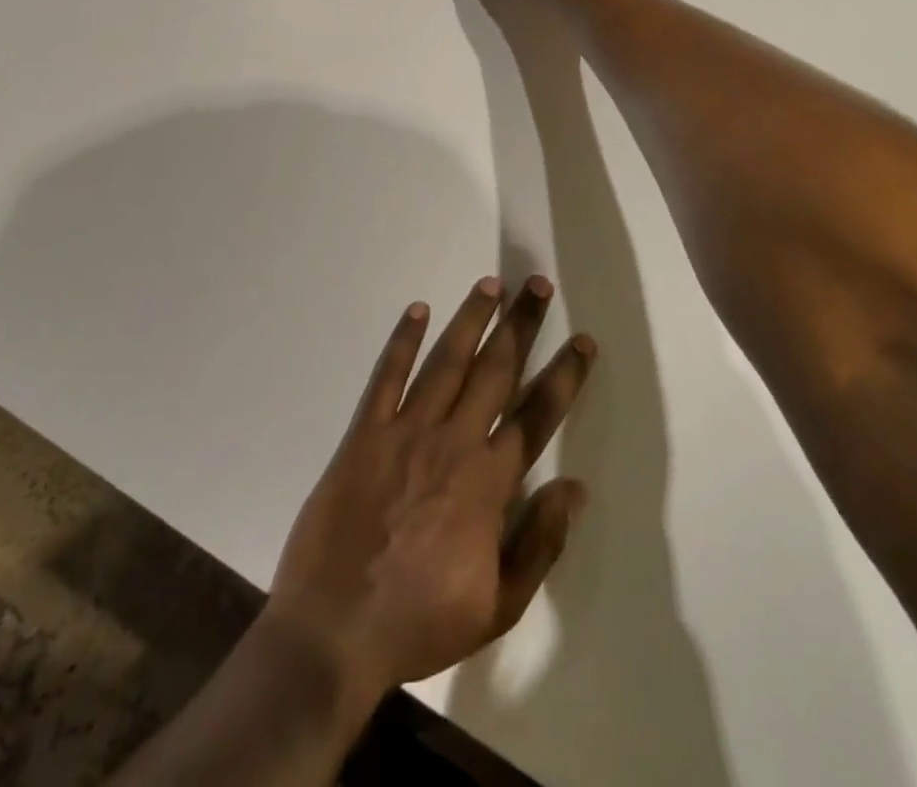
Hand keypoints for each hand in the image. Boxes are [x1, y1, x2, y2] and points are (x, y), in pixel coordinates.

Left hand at [265, 276, 596, 713]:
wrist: (333, 633)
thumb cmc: (419, 623)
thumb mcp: (498, 607)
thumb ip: (540, 543)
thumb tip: (575, 488)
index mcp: (489, 483)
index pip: (538, 416)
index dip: (564, 376)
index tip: (583, 342)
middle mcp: (453, 442)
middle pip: (496, 371)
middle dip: (521, 325)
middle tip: (538, 284)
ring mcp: (406, 432)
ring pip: (446, 361)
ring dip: (471, 319)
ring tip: (491, 283)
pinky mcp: (364, 433)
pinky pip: (386, 376)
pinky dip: (402, 341)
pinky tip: (418, 309)